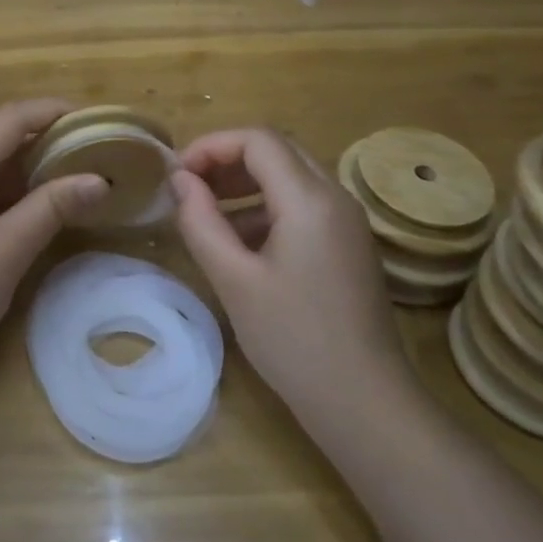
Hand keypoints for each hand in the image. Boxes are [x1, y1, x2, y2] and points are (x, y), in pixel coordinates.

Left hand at [0, 99, 106, 381]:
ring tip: (67, 178)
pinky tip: (27, 209)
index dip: (50, 110)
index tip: (91, 117)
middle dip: (41, 140)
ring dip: (23, 168)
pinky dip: (3, 191)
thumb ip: (52, 208)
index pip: (8, 119)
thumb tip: (98, 179)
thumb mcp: (8, 251)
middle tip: (86, 152)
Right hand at [171, 128, 409, 416]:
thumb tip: (180, 180)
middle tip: (188, 188)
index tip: (178, 174)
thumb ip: (201, 222)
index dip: (211, 145)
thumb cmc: (293, 339)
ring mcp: (347, 223)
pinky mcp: (348, 246)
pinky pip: (303, 207)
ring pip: (290, 178)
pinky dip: (265, 209)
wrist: (364, 402)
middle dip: (227, 161)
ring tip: (205, 213)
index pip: (258, 140)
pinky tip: (239, 245)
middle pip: (277, 152)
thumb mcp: (234, 280)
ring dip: (245, 184)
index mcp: (311, 200)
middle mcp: (336, 198)